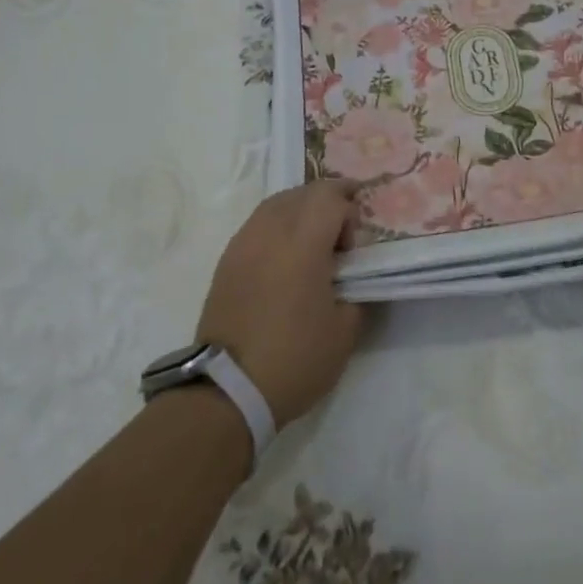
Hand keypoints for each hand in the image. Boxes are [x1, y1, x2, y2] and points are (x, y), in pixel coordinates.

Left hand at [195, 180, 366, 427]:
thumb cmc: (294, 358)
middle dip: (328, 202)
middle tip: (341, 233)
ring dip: (301, 210)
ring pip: (277, 203)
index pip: (330, 197)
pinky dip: (278, 226)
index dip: (350, 207)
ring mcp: (243, 243)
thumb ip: (355, 290)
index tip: (356, 240)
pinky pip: (257, 224)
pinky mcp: (226, 261)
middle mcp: (270, 232)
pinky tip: (285, 256)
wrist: (227, 390)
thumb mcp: (345, 330)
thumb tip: (349, 276)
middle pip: (303, 193)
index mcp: (303, 243)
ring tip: (313, 241)